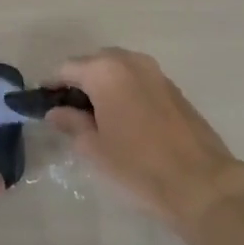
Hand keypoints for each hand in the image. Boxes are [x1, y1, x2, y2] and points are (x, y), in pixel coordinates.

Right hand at [45, 48, 243, 230]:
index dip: (51, 86)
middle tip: (68, 113)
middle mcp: (130, 61)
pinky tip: (123, 119)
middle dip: (78, 83)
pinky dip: (124, 91)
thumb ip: (71, 123)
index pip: (66, 69)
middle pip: (93, 64)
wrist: (200, 183)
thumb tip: (57, 111)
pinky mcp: (173, 88)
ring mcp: (155, 72)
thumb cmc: (138, 166)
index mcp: (105, 71)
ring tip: (95, 117)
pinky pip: (137, 80)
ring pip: (118, 70)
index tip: (43, 106)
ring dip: (103, 86)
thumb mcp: (94, 148)